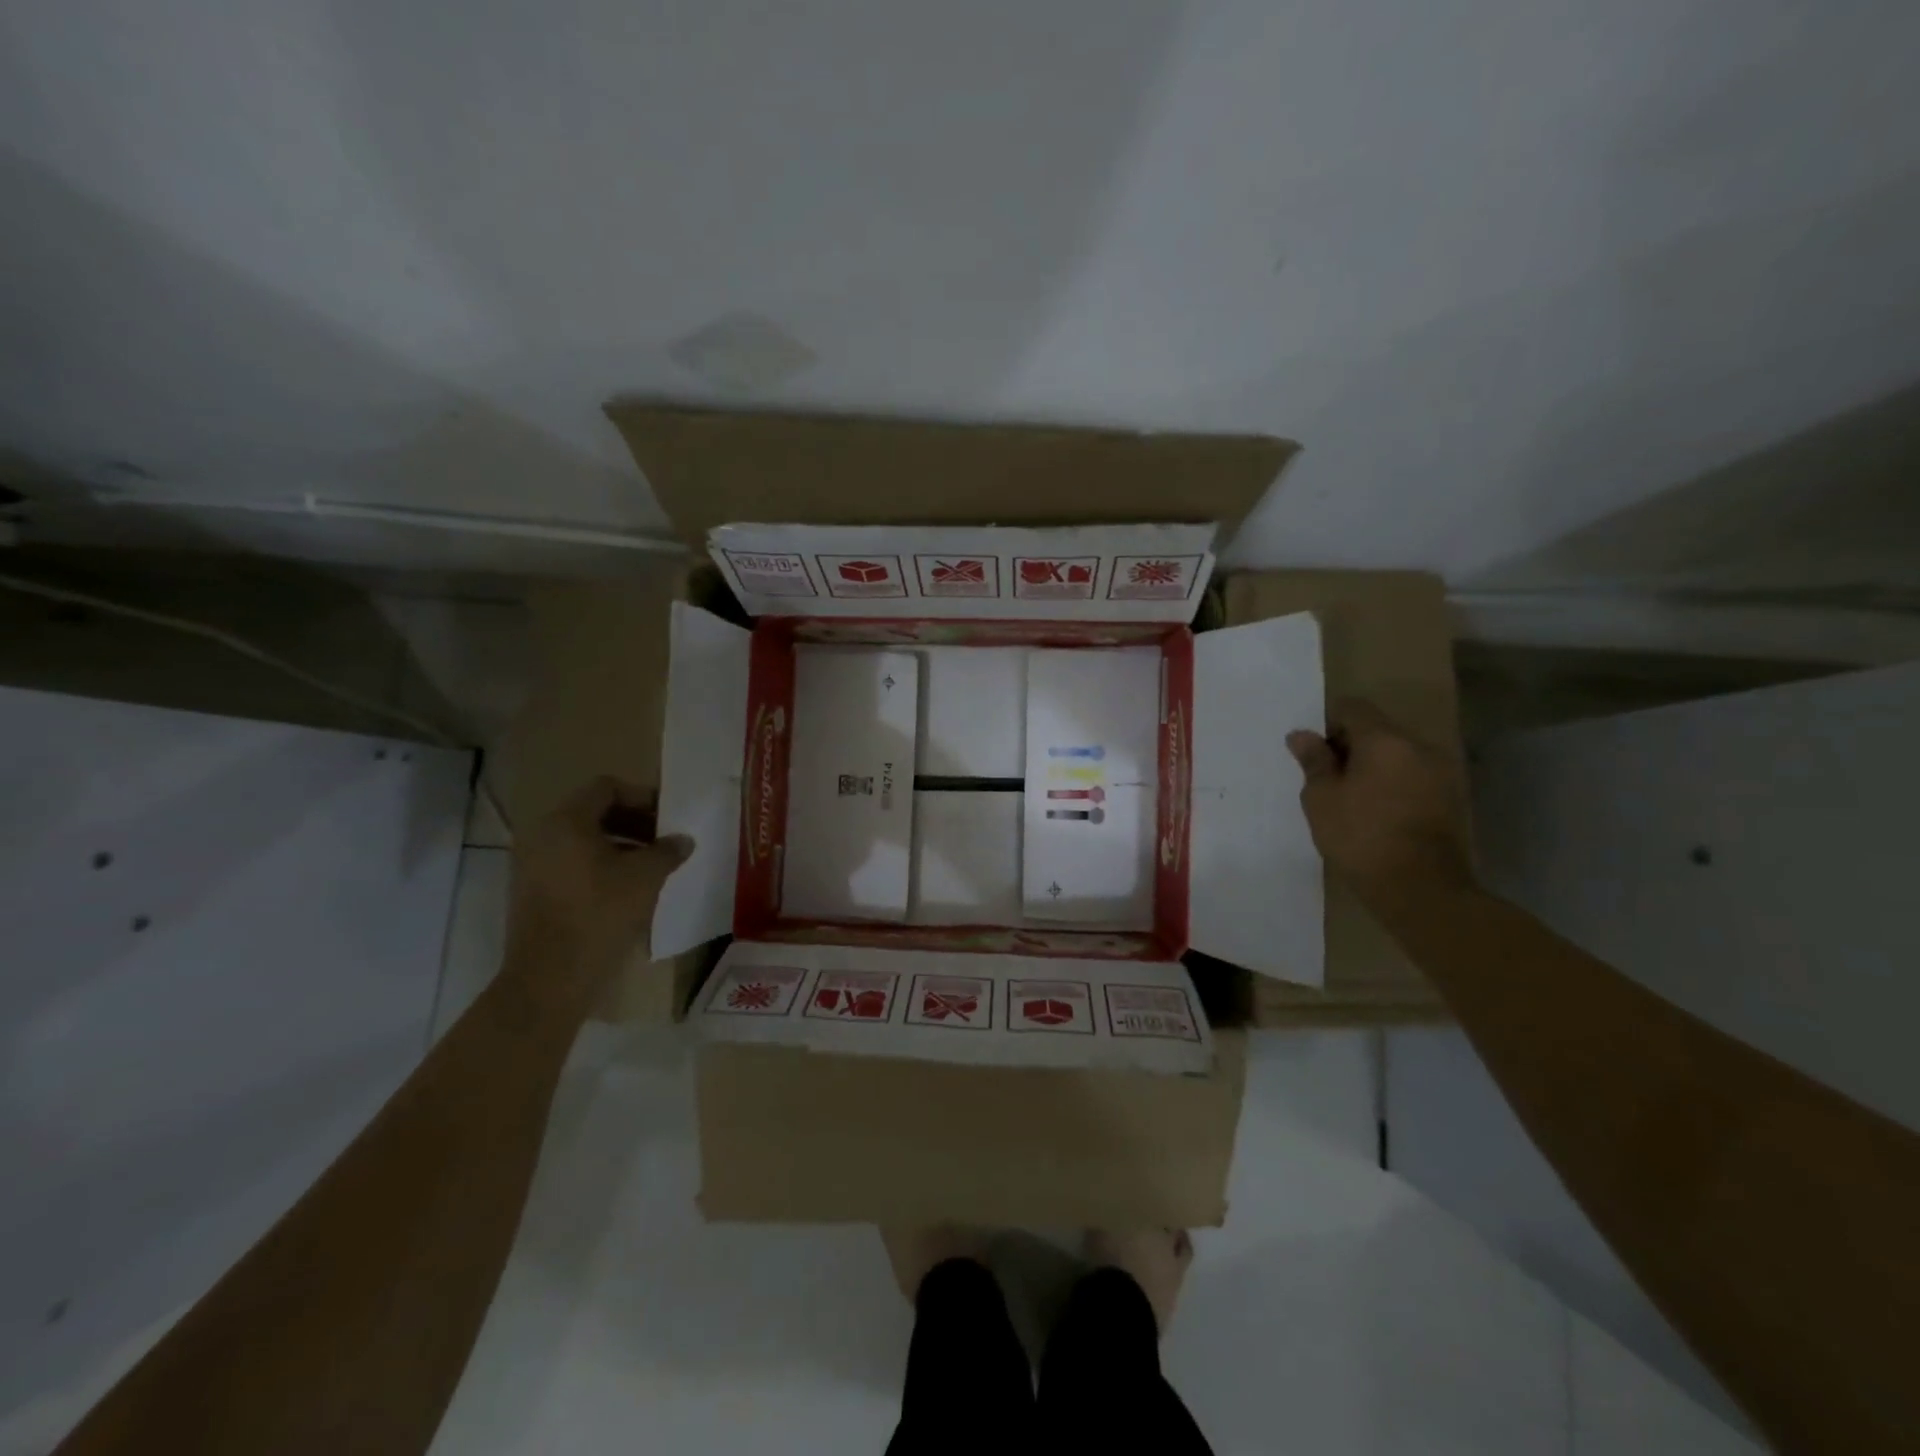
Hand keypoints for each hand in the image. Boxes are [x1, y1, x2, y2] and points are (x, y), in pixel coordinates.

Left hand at [506, 777, 691, 1011]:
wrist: (550, 979)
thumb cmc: (600, 915)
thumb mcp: (645, 877)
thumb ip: (667, 851)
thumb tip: (682, 840)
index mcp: (566, 822)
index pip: (606, 788)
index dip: (642, 796)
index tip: (668, 817)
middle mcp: (542, 835)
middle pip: (594, 812)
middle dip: (634, 822)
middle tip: (664, 841)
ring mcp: (532, 865)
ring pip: (583, 841)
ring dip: (620, 845)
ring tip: (651, 866)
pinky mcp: (532, 892)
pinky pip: (571, 864)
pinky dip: (600, 866)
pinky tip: (627, 889)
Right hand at [1286, 699, 1472, 909]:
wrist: (1419, 887)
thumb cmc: (1360, 836)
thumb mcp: (1321, 798)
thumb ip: (1313, 761)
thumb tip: (1302, 735)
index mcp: (1385, 740)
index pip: (1353, 708)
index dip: (1329, 725)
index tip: (1316, 756)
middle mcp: (1419, 747)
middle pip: (1378, 730)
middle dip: (1351, 747)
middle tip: (1329, 781)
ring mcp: (1441, 772)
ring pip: (1398, 755)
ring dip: (1374, 767)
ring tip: (1353, 801)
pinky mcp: (1451, 798)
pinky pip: (1414, 777)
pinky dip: (1394, 785)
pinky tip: (1379, 814)